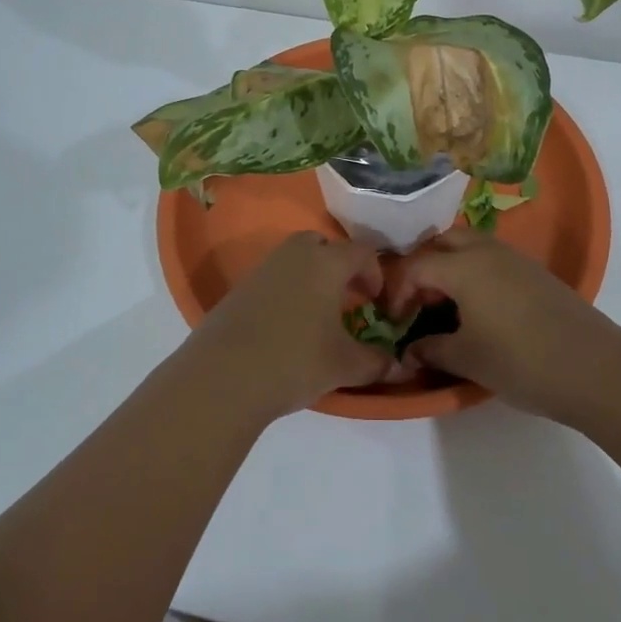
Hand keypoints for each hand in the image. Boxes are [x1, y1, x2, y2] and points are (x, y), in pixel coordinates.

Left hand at [181, 231, 393, 418]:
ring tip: (318, 313)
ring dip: (311, 277)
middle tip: (347, 297)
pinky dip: (286, 291)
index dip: (375, 273)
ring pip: (295, 259)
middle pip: (323, 244)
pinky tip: (286, 325)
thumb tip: (396, 365)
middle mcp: (294, 255)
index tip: (377, 301)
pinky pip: (273, 277)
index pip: (361, 251)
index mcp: (326, 263)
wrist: (223, 376)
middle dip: (339, 266)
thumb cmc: (295, 361)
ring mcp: (262, 269)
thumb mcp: (345, 366)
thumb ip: (376, 362)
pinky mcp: (239, 288)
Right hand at [384, 225, 620, 422]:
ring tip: (447, 305)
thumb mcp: (467, 358)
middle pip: (444, 242)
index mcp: (463, 266)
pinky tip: (481, 309)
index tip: (394, 321)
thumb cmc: (519, 360)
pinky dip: (476, 274)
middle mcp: (487, 251)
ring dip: (452, 267)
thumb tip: (410, 351)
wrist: (594, 368)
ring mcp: (516, 259)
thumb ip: (431, 350)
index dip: (397, 292)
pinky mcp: (537, 273)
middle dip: (424, 265)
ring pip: (472, 247)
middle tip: (419, 301)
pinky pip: (494, 260)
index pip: (416, 266)